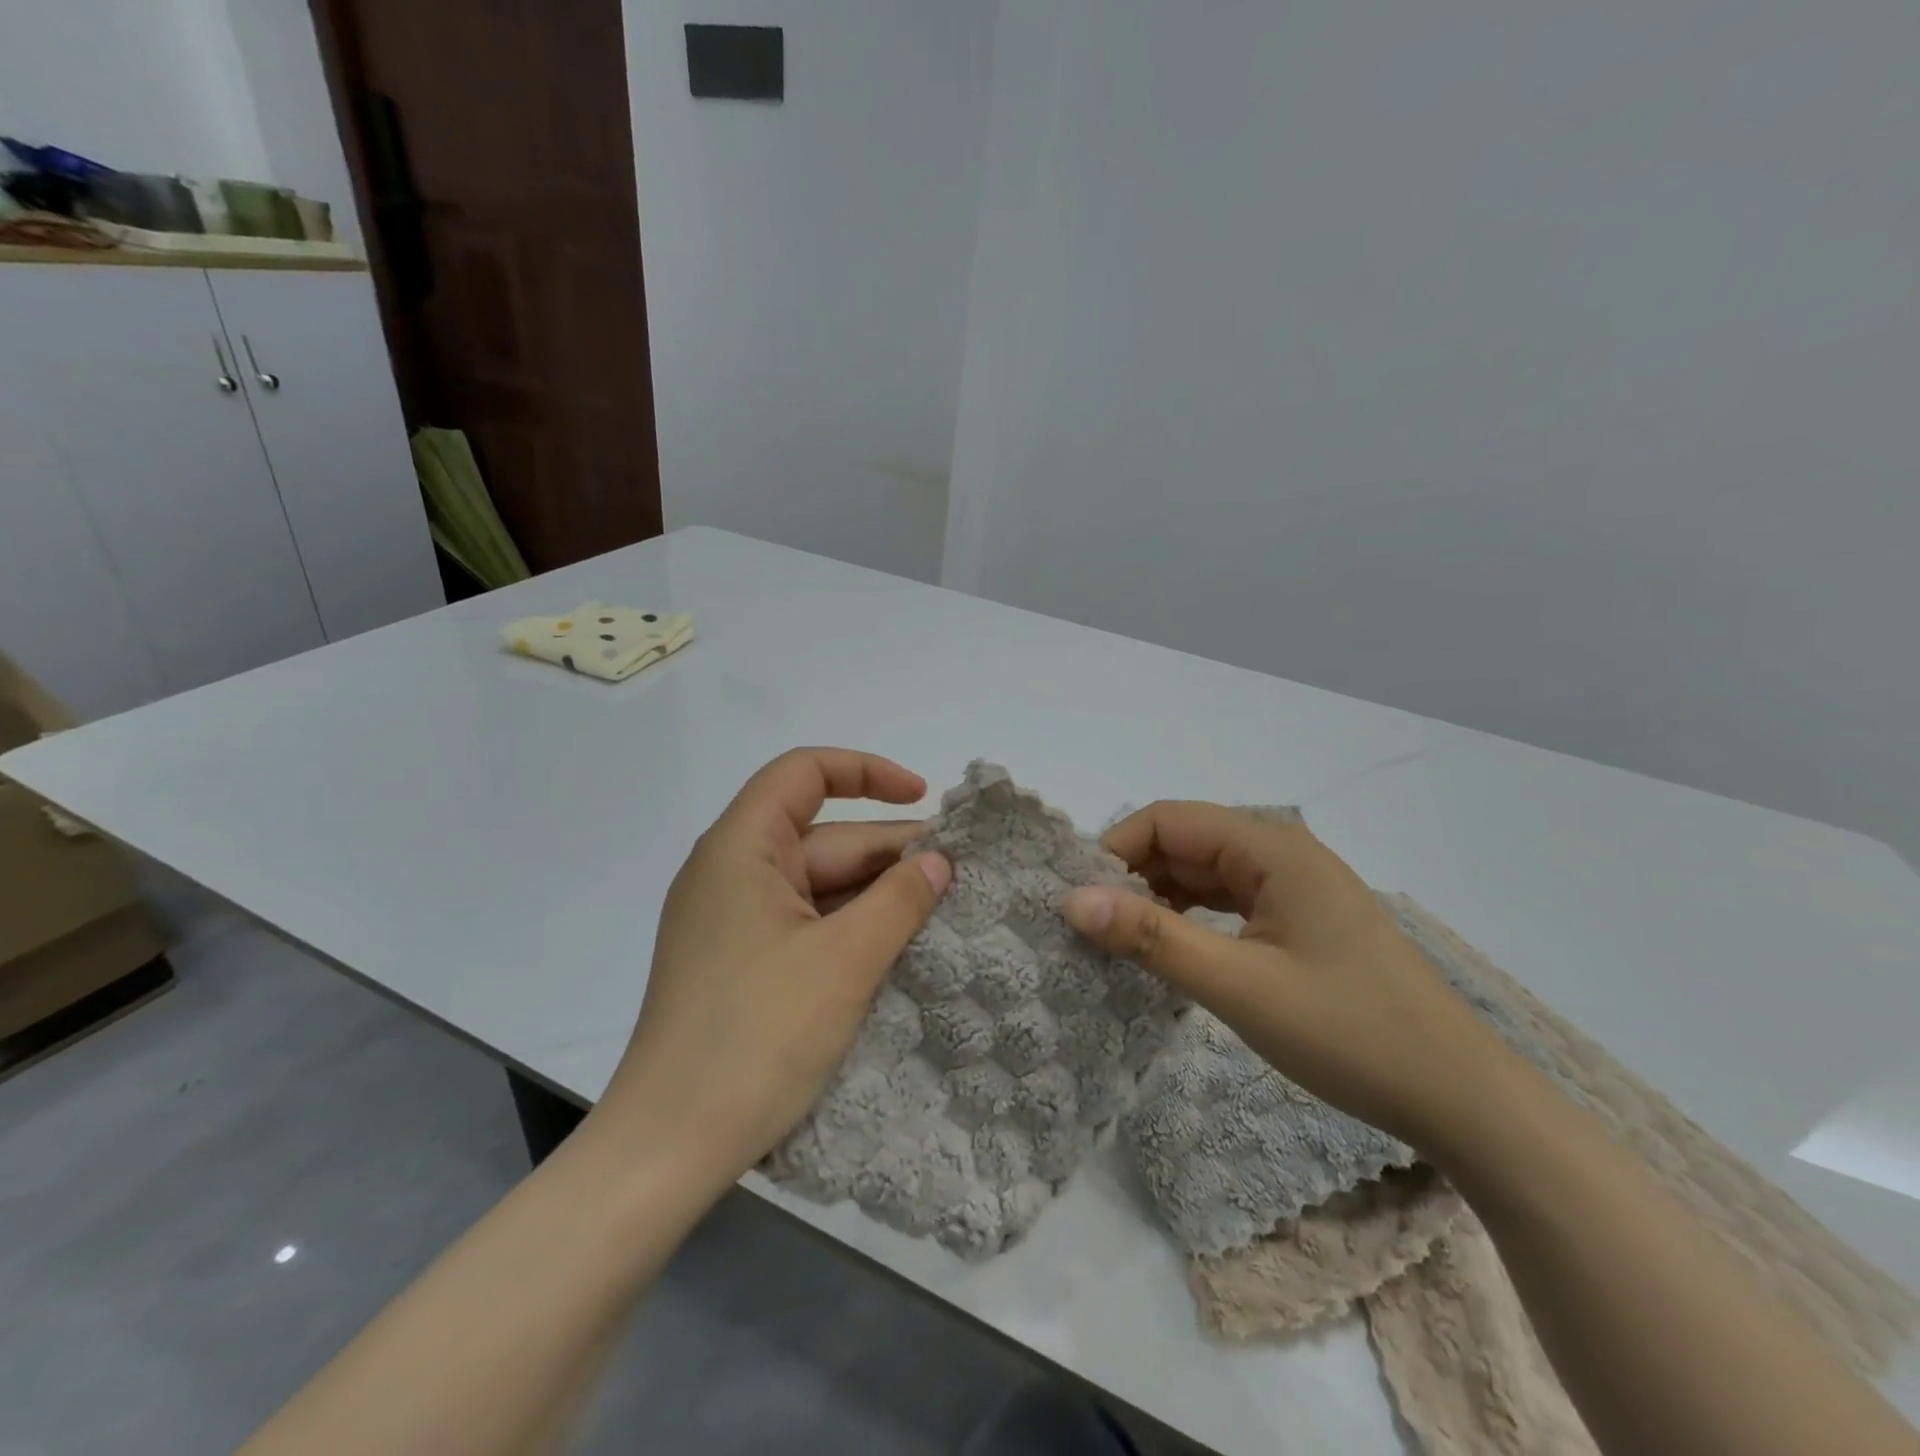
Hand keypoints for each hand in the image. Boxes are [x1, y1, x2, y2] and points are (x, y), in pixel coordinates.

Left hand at [595, 749, 950, 1195]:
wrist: (668, 1149)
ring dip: (876, 895)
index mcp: (740, 849)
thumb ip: (899, 900)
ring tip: (942, 913)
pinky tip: (898, 948)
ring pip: (818, 886)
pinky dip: (851, 928)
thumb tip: (939, 861)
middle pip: (822, 836)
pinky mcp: (740, 964)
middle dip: (889, 851)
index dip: (867, 772)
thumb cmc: (756, 1037)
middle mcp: (731, 874)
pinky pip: (806, 924)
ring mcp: (734, 922)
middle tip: (959, 876)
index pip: (804, 773)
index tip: (923, 798)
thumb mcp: (844, 961)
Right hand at [1062, 802, 1510, 1148]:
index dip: (1115, 851)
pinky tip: (1173, 953)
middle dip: (1134, 878)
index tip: (1080, 902)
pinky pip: (1228, 903)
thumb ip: (1151, 937)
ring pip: (1204, 874)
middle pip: (1185, 843)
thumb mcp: (1238, 986)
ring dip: (1160, 901)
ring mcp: (1294, 887)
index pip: (1168, 820)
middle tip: (1093, 930)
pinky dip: (1192, 920)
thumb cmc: (1349, 1034)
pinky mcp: (1301, 921)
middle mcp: (1282, 853)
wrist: (1461, 1099)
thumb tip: (1071, 900)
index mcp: (1271, 847)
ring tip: (1122, 944)